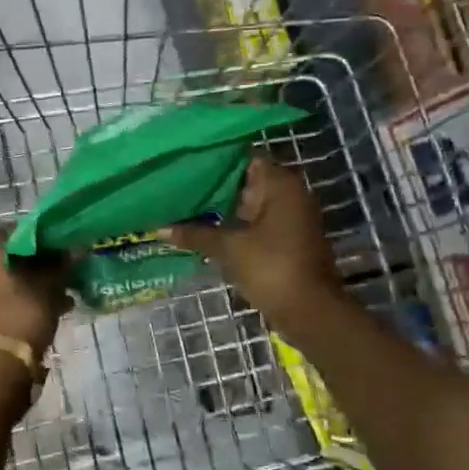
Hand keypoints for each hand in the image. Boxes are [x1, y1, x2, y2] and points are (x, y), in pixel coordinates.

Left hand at [0, 224, 69, 357]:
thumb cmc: (21, 310)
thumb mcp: (49, 284)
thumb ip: (60, 263)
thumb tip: (75, 249)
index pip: (6, 228)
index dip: (31, 236)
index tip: (52, 248)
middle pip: (0, 255)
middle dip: (27, 263)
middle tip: (54, 273)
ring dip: (21, 284)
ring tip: (55, 297)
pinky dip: (11, 301)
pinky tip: (40, 312)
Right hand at [164, 157, 337, 327]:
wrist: (310, 313)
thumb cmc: (272, 268)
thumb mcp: (229, 248)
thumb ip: (194, 234)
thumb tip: (158, 228)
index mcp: (280, 184)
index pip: (242, 157)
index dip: (213, 157)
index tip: (183, 160)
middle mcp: (287, 194)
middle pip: (243, 180)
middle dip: (210, 183)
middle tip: (172, 182)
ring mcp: (287, 217)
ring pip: (245, 203)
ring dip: (218, 207)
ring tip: (179, 203)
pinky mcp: (283, 239)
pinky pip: (251, 222)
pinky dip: (229, 224)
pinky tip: (199, 227)